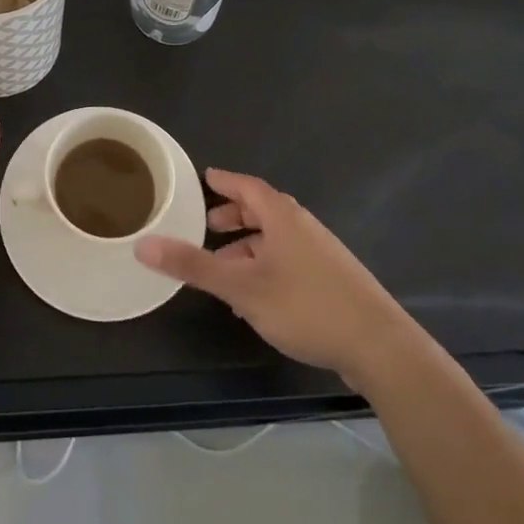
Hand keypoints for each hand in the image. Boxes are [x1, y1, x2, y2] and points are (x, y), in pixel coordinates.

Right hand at [136, 169, 396, 378]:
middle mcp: (303, 226)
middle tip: (208, 226)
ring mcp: (322, 253)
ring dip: (249, 246)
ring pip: (277, 238)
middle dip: (234, 217)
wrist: (380, 346)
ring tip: (225, 268)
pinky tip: (258, 297)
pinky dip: (267, 265)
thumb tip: (143, 244)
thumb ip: (193, 265)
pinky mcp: (334, 279)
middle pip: (263, 210)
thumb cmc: (306, 306)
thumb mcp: (241, 287)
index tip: (205, 177)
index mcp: (282, 216)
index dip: (224, 181)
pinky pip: (290, 259)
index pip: (247, 186)